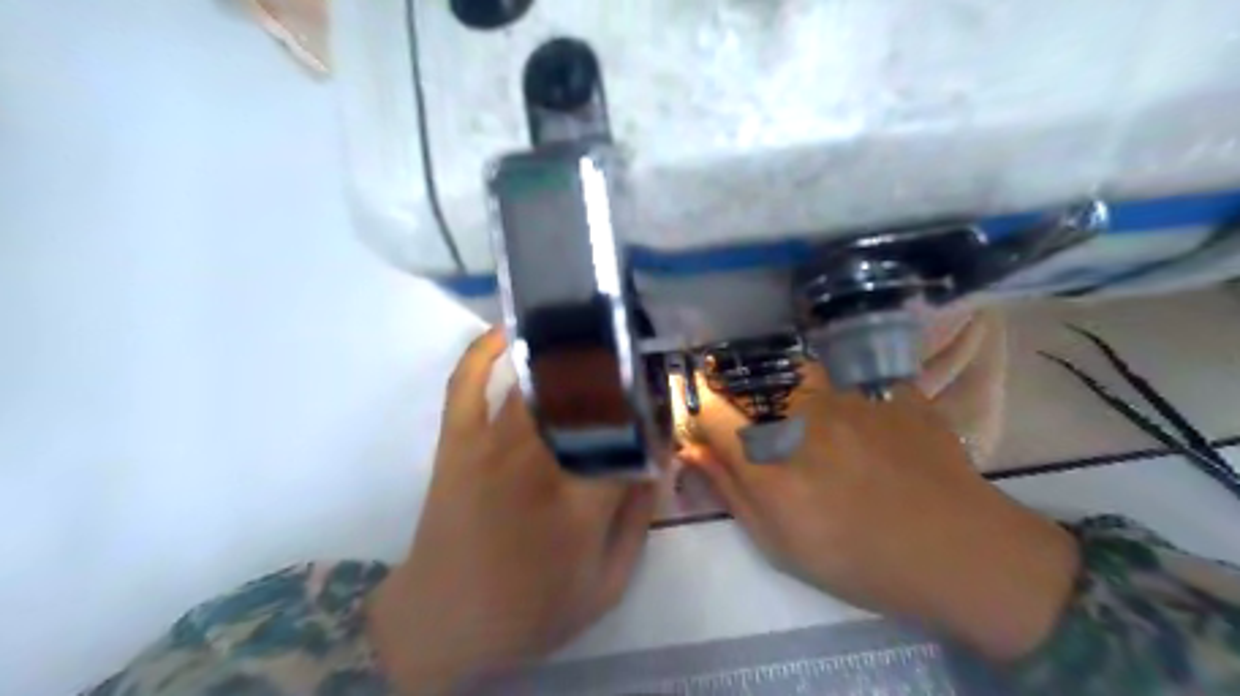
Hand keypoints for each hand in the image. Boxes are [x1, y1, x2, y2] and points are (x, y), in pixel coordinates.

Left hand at [366, 329, 656, 691]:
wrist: (441, 622)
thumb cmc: (531, 609)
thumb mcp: (606, 585)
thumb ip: (639, 521)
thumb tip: (658, 461)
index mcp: (579, 505)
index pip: (630, 438)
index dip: (651, 415)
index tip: (662, 403)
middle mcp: (537, 463)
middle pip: (586, 396)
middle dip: (616, 368)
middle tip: (635, 352)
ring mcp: (489, 446)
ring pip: (537, 382)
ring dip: (570, 353)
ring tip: (594, 328)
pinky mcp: (456, 441)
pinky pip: (467, 382)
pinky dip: (485, 350)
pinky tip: (509, 329)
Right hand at [684, 367, 1082, 659]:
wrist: (960, 552)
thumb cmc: (860, 561)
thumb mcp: (781, 545)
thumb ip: (729, 491)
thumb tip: (691, 450)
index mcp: (771, 461)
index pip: (709, 412)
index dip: (700, 418)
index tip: (707, 433)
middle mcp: (804, 415)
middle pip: (747, 383)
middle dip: (739, 401)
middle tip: (761, 435)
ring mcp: (850, 393)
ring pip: (793, 369)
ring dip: (783, 388)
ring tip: (804, 420)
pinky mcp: (886, 384)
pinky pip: (842, 371)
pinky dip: (833, 386)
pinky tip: (852, 415)